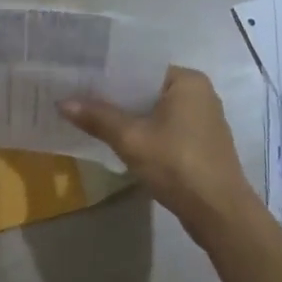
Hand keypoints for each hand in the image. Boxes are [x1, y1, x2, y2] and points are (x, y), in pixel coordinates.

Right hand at [60, 67, 261, 239]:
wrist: (219, 213)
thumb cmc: (177, 164)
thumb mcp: (130, 139)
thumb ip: (97, 117)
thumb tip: (62, 102)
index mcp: (188, 81)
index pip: (141, 68)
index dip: (110, 74)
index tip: (81, 78)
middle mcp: (200, 94)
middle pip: (147, 89)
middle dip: (116, 97)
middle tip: (80, 98)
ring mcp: (203, 121)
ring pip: (156, 111)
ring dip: (130, 117)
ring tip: (93, 117)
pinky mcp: (201, 144)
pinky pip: (166, 128)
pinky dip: (145, 132)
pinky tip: (120, 140)